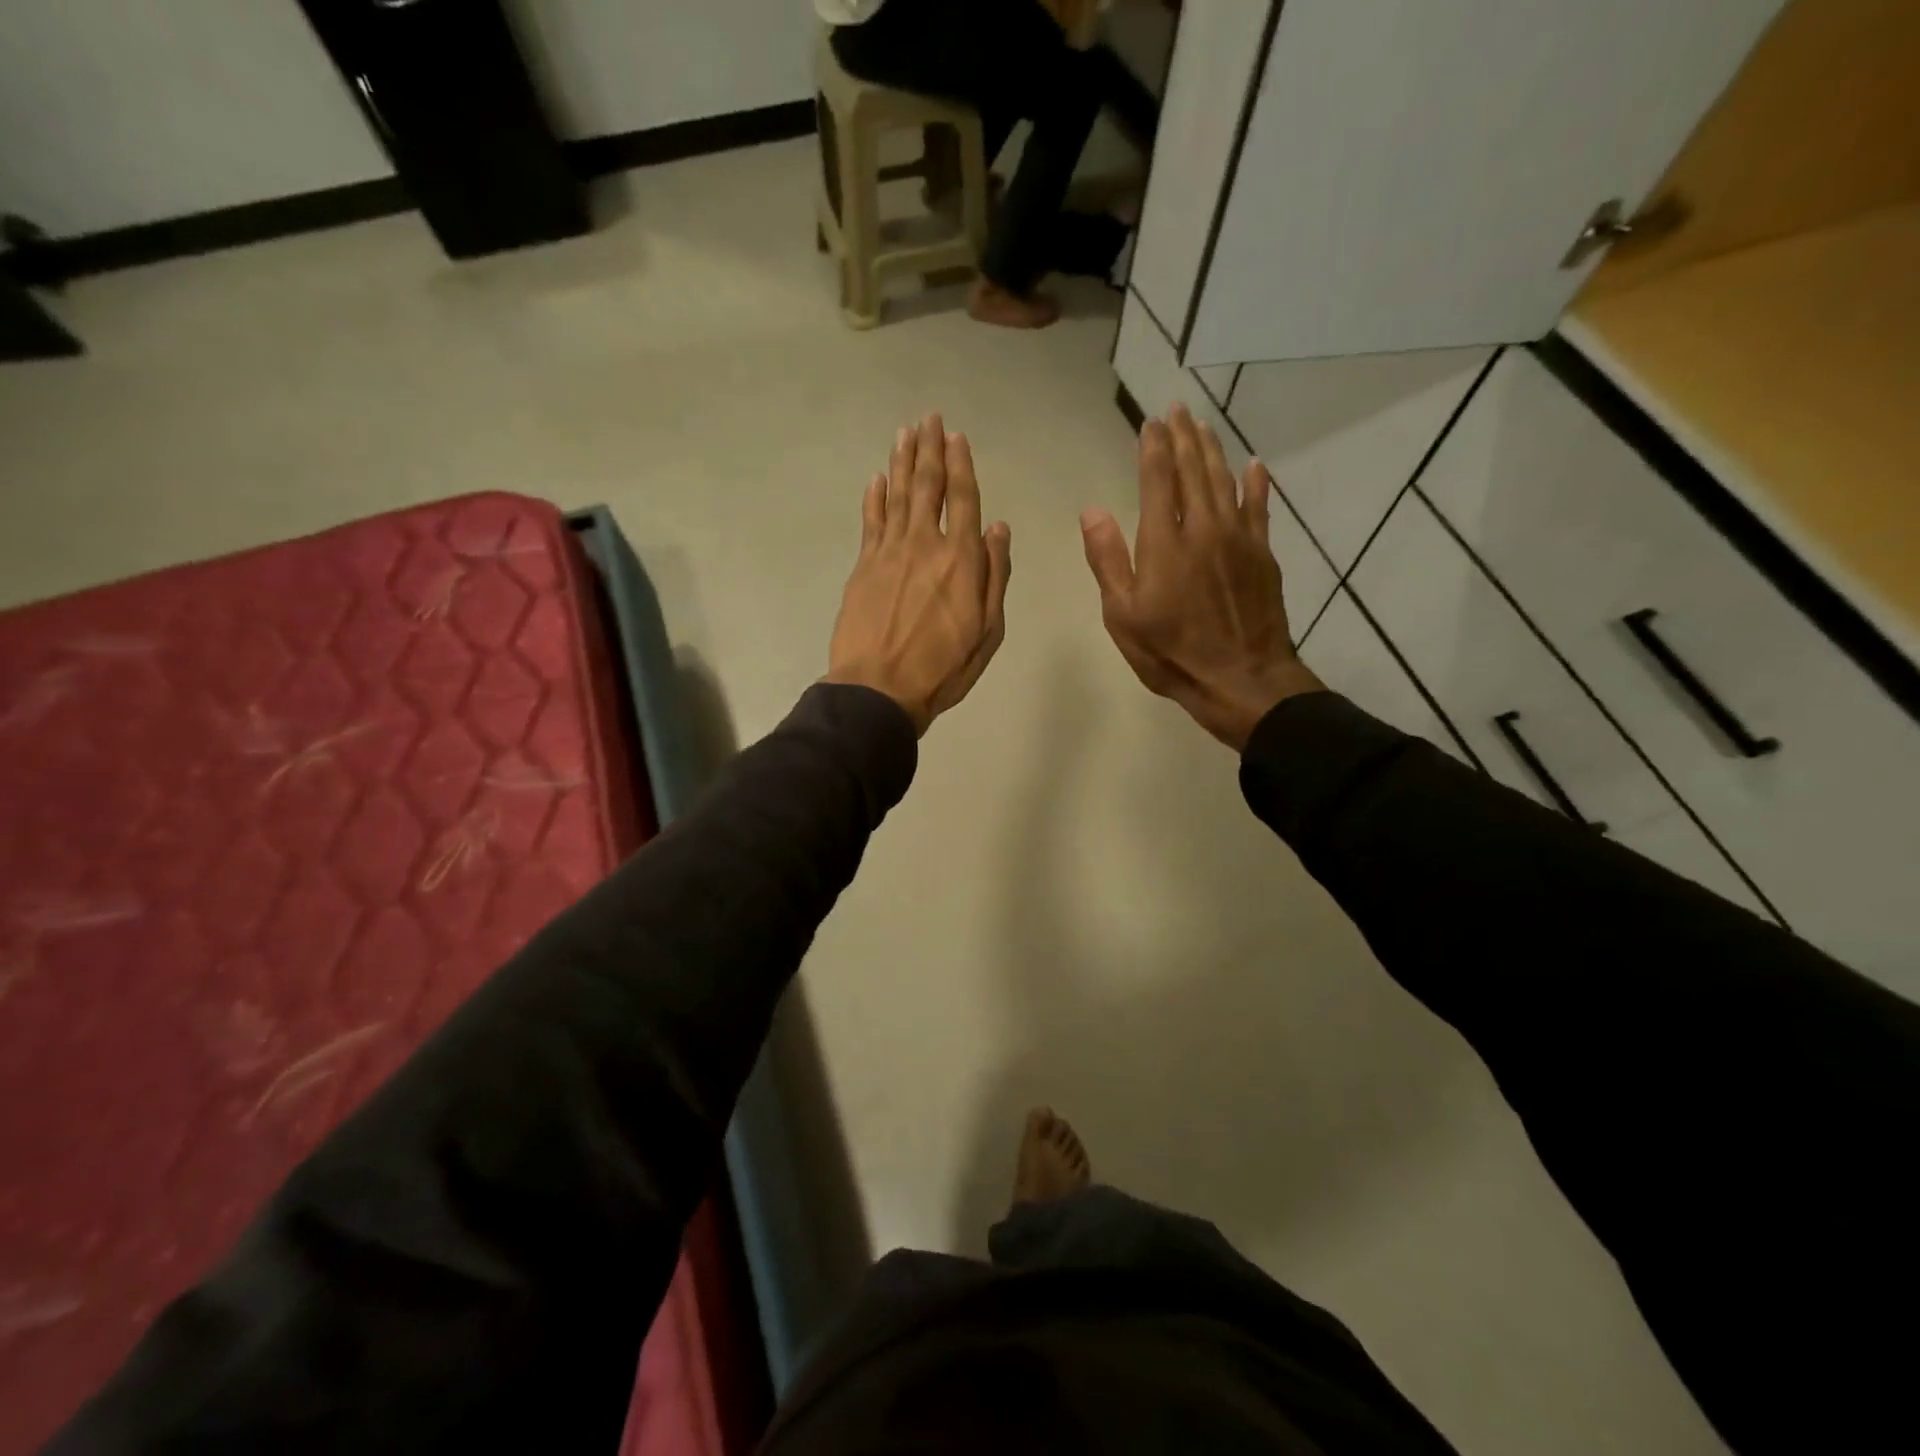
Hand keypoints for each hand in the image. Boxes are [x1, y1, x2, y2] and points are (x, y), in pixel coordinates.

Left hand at [826, 414, 1012, 734]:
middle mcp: (925, 544)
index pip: (964, 499)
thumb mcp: (988, 630)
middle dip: (929, 449)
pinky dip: (874, 497)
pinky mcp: (863, 565)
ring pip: (896, 495)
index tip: (956, 436)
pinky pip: (870, 520)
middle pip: (927, 486)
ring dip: (901, 461)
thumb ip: (995, 576)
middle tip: (928, 418)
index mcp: (962, 559)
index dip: (960, 464)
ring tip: (904, 432)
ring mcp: (889, 552)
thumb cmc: (942, 667)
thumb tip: (999, 528)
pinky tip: (876, 479)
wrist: (878, 688)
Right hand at [1081, 402, 1322, 750]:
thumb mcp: (1123, 616)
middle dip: (1183, 437)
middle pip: (1194, 470)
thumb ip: (1108, 560)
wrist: (1240, 678)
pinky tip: (1254, 464)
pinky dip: (1256, 483)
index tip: (1150, 423)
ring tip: (1203, 425)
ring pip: (1225, 481)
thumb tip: (1092, 510)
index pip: (1158, 480)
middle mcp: (1203, 528)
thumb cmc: (1171, 653)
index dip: (1153, 448)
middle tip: (1177, 410)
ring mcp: (1238, 538)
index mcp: (1164, 543)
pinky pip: (1260, 507)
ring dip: (1213, 450)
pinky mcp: (1263, 554)